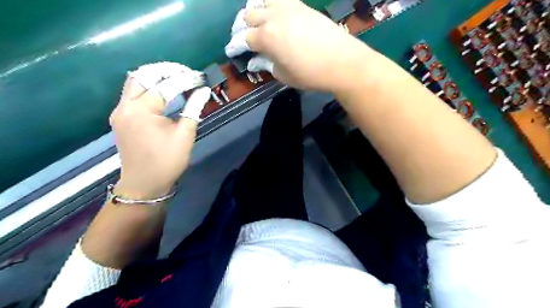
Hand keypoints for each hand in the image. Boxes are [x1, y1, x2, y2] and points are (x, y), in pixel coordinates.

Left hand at [109, 63, 210, 199]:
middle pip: (143, 75)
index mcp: (143, 111)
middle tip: (186, 73)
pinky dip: (148, 87)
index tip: (201, 79)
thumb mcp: (185, 135)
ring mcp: (120, 111)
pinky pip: (132, 93)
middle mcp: (126, 105)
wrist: (144, 183)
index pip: (167, 86)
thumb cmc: (167, 161)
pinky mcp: (120, 117)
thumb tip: (203, 91)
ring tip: (176, 78)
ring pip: (134, 82)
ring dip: (155, 76)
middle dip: (167, 70)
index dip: (186, 80)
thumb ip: (193, 109)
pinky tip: (162, 91)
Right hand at [224, 0, 373, 91]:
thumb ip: (267, 65)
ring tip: (260, 24)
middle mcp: (273, 17)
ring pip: (261, 1)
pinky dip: (272, 5)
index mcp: (266, 37)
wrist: (341, 62)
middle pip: (248, 16)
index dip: (235, 46)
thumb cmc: (310, 74)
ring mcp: (288, 7)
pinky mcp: (301, 5)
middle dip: (243, 28)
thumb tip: (256, 60)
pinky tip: (276, 16)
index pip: (243, 39)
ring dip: (256, 12)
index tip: (232, 52)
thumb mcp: (283, 75)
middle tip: (247, 40)